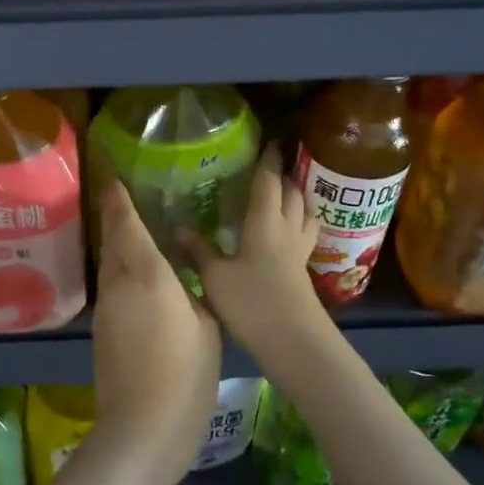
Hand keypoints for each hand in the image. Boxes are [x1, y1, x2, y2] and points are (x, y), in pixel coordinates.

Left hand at [88, 179, 221, 484]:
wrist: (141, 430)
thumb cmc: (184, 375)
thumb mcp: (207, 327)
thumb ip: (193, 295)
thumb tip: (183, 283)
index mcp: (146, 274)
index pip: (126, 224)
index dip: (118, 198)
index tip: (114, 177)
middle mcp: (118, 284)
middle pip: (112, 240)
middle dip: (116, 217)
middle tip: (129, 199)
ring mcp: (106, 309)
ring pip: (109, 264)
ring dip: (118, 245)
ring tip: (137, 232)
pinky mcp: (101, 331)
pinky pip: (111, 287)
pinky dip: (121, 272)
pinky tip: (140, 277)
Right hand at [183, 144, 325, 361]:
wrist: (294, 342)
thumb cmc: (253, 303)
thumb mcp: (215, 277)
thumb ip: (198, 251)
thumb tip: (178, 229)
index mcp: (265, 223)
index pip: (268, 183)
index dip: (268, 161)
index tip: (269, 142)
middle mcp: (286, 231)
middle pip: (292, 194)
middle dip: (284, 176)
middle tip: (273, 166)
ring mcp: (299, 253)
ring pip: (305, 214)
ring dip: (298, 199)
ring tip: (288, 193)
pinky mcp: (303, 273)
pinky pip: (304, 236)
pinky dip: (298, 225)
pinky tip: (287, 234)